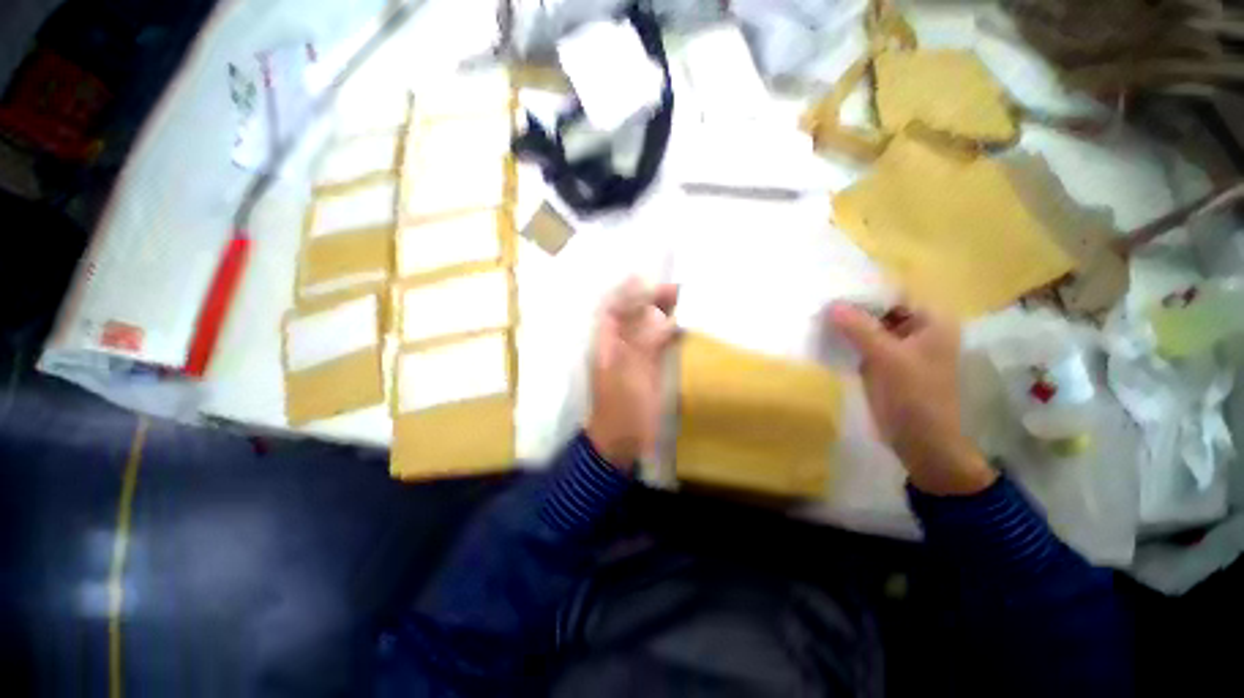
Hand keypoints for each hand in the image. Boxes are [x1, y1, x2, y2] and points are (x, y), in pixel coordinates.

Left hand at [587, 279, 679, 469]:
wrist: (621, 441)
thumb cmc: (622, 407)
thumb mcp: (632, 374)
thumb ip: (646, 343)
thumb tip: (662, 316)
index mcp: (607, 344)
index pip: (612, 309)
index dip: (625, 292)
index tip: (645, 277)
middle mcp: (619, 346)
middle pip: (633, 316)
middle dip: (650, 300)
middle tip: (676, 289)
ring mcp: (634, 359)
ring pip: (647, 329)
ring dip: (662, 315)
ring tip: (683, 301)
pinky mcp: (648, 371)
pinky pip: (658, 346)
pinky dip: (669, 334)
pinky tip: (683, 327)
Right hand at [828, 303, 995, 495]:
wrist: (921, 442)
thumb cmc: (914, 397)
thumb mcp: (887, 359)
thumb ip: (860, 329)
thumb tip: (831, 304)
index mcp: (930, 321)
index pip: (894, 293)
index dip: (865, 290)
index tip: (833, 287)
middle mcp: (916, 329)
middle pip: (879, 309)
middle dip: (851, 307)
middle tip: (818, 301)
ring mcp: (898, 347)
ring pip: (868, 327)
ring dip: (845, 324)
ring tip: (815, 316)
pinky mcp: (882, 363)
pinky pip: (861, 344)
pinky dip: (845, 341)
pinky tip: (823, 337)